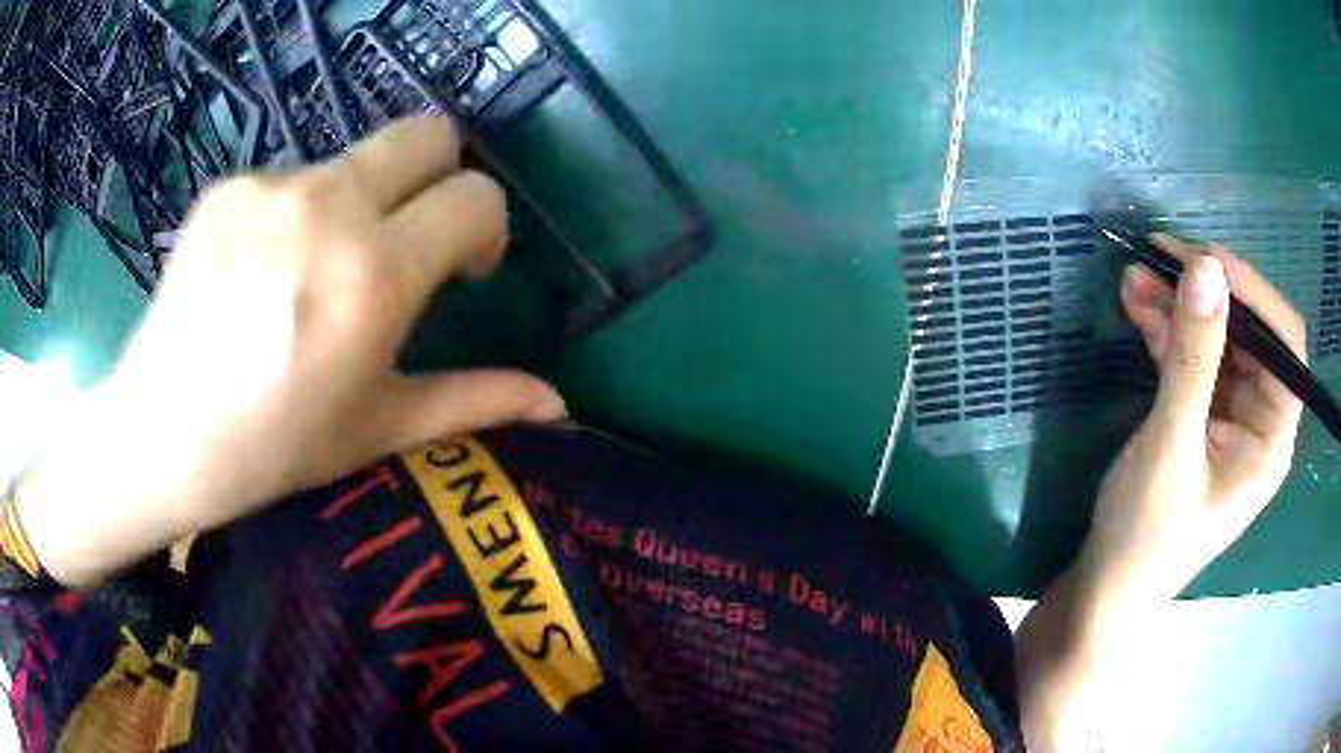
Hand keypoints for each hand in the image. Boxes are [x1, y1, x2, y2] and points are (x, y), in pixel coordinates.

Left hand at [16, 117, 565, 586]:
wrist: (159, 435)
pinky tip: (263, 270)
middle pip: (428, 133)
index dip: (485, 227)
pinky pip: (293, 177)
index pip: (476, 196)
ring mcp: (271, 186)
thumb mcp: (377, 428)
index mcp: (375, 275)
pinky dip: (299, 211)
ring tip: (315, 272)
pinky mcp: (230, 184)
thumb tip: (558, 407)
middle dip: (439, 177)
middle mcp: (329, 206)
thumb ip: (474, 401)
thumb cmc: (272, 448)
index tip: (463, 268)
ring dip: (360, 201)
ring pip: (355, 159)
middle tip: (406, 240)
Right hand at [1084, 233, 1304, 600]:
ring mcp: (1230, 417)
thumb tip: (1205, 268)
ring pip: (1216, 340)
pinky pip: (1193, 359)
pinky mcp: (1202, 416)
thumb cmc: (1146, 534)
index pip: (1284, 345)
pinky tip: (1138, 306)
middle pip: (1248, 334)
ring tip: (1136, 276)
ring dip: (1179, 306)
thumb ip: (1193, 358)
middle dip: (1207, 293)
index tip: (1206, 260)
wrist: (1107, 587)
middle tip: (1159, 256)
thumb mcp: (1171, 445)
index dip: (1254, 294)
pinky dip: (1168, 330)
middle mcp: (1260, 420)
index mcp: (1271, 438)